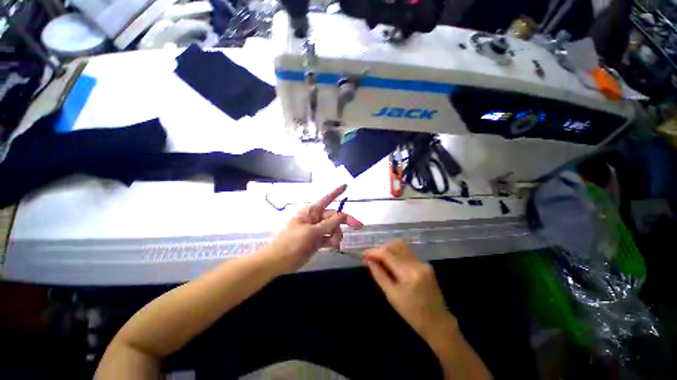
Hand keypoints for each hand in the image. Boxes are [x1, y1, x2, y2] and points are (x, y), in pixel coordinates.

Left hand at [265, 185, 362, 272]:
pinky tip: (334, 246)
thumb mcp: (311, 232)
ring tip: (335, 244)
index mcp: (310, 211)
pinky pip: (328, 237)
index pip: (326, 199)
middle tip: (354, 227)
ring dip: (336, 235)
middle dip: (340, 224)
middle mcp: (314, 218)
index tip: (345, 185)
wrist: (278, 262)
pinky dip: (333, 241)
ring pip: (332, 228)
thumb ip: (329, 224)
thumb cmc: (291, 243)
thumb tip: (344, 215)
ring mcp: (315, 230)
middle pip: (333, 217)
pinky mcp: (316, 240)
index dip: (336, 192)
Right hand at [363, 240, 455, 339]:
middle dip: (380, 249)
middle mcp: (417, 263)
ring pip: (401, 247)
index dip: (373, 252)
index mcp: (408, 273)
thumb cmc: (412, 314)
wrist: (438, 322)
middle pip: (394, 246)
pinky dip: (396, 255)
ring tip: (379, 259)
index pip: (387, 254)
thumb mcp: (391, 296)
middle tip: (371, 258)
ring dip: (388, 250)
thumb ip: (379, 275)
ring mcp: (423, 262)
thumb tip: (368, 260)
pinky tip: (391, 263)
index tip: (363, 254)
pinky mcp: (426, 264)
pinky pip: (407, 253)